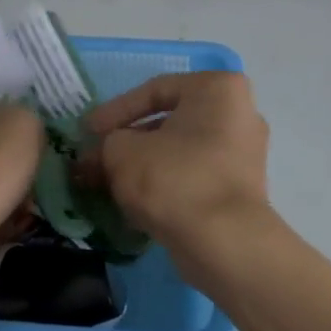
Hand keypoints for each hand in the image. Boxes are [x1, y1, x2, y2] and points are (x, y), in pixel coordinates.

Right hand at [81, 72, 270, 259]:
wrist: (223, 241)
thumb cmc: (173, 178)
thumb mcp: (122, 152)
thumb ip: (106, 144)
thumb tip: (98, 156)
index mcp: (218, 89)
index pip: (154, 90)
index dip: (113, 112)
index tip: (86, 133)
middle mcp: (240, 114)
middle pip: (168, 124)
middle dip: (126, 143)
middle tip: (93, 160)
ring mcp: (244, 154)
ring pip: (179, 153)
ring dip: (141, 166)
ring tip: (106, 184)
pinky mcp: (240, 190)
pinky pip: (193, 177)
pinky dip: (163, 185)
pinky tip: (133, 204)